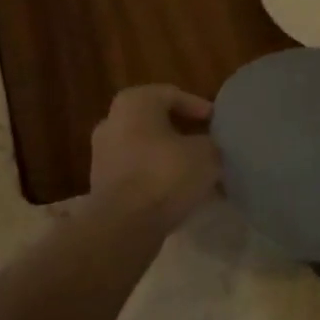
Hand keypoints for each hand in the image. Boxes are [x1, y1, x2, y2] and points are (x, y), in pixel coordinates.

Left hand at [89, 85, 220, 230]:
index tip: (217, 124)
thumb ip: (210, 143)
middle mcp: (112, 121)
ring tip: (197, 173)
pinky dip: (156, 178)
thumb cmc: (165, 174)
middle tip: (208, 146)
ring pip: (146, 149)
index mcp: (134, 102)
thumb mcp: (205, 154)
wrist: (124, 224)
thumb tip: (208, 147)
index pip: (172, 94)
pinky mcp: (102, 183)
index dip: (199, 107)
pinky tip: (178, 193)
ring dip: (170, 158)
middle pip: (156, 122)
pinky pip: (137, 172)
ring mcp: (102, 153)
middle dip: (183, 134)